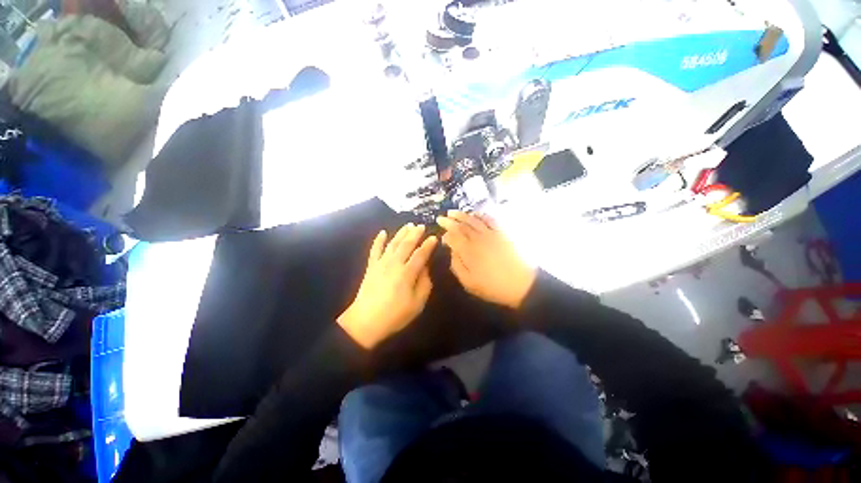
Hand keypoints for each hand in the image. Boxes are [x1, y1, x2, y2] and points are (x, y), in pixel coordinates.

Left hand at [338, 224, 437, 348]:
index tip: (434, 237)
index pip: (421, 254)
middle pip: (406, 244)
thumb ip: (424, 283)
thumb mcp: (417, 304)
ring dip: (401, 233)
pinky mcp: (371, 266)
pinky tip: (382, 232)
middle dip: (415, 234)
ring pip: (392, 243)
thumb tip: (425, 268)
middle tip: (421, 226)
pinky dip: (378, 240)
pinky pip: (375, 249)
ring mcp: (381, 263)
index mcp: (407, 273)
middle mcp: (394, 263)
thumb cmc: (395, 315)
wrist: (366, 321)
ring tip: (408, 225)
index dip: (428, 245)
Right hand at [437, 211, 535, 309]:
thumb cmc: (493, 286)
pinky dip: (480, 215)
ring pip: (473, 219)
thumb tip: (452, 250)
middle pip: (461, 225)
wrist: (523, 284)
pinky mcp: (503, 233)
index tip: (441, 236)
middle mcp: (478, 238)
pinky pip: (490, 219)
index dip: (445, 234)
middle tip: (442, 218)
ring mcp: (491, 233)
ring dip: (462, 215)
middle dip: (450, 220)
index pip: (453, 236)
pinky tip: (475, 214)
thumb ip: (457, 265)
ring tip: (453, 212)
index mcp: (468, 251)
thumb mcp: (469, 283)